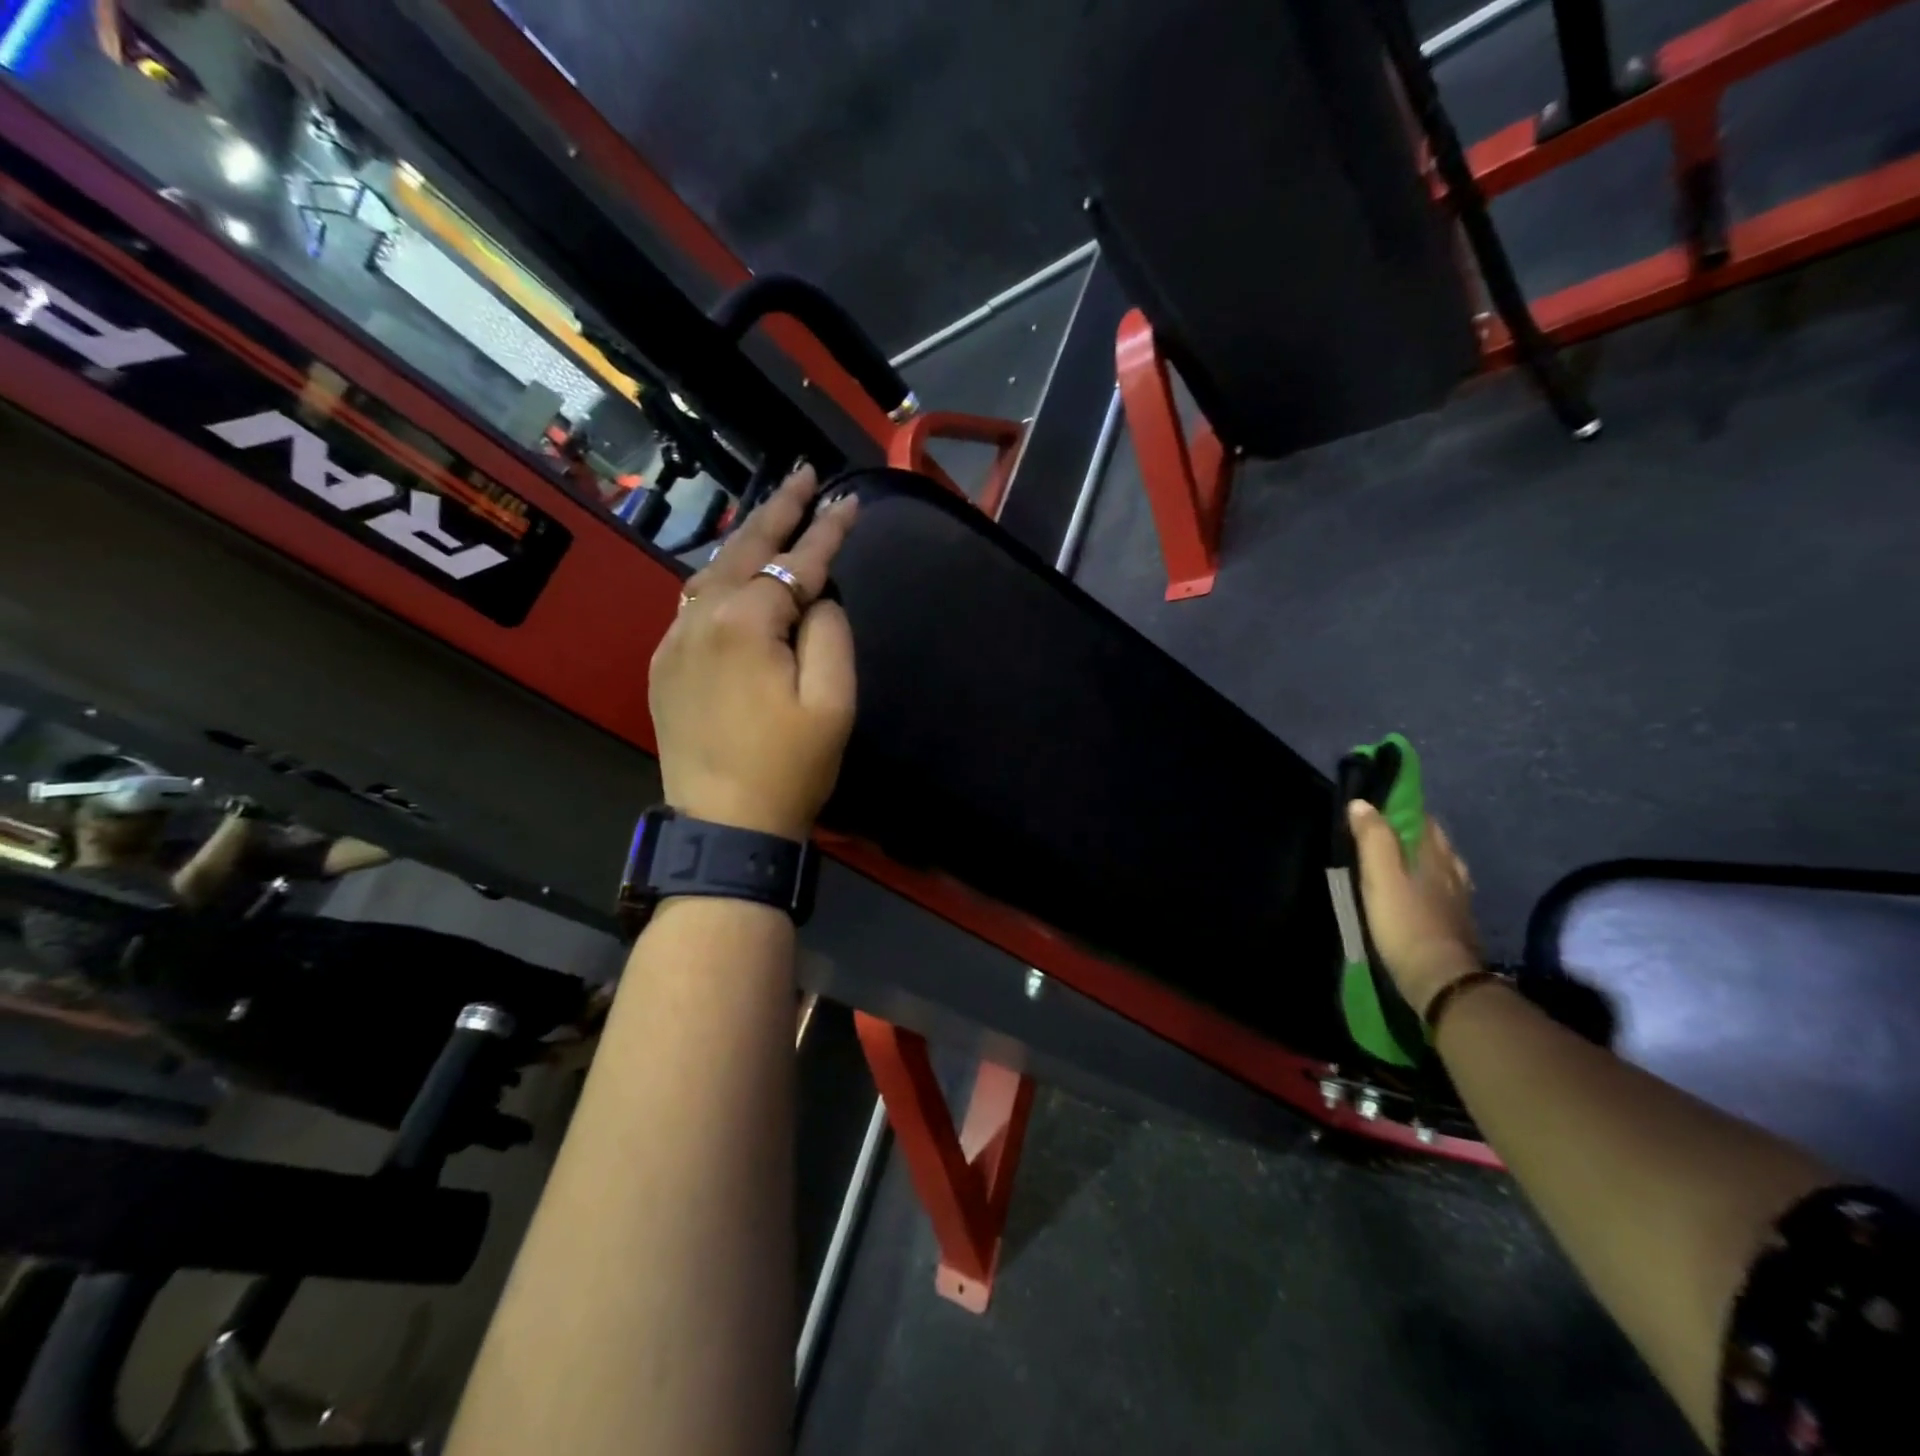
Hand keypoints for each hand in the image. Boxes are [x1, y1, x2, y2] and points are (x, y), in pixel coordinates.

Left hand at [649, 465, 858, 841]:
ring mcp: (674, 640)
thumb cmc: (789, 768)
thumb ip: (830, 634)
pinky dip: (721, 576)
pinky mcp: (664, 664)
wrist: (725, 826)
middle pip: (745, 549)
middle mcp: (700, 618)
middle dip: (780, 511)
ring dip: (747, 539)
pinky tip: (736, 572)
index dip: (828, 531)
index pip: (796, 563)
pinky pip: (693, 603)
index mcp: (744, 623)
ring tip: (776, 513)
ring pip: (712, 571)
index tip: (851, 501)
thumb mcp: (832, 703)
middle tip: (806, 475)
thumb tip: (817, 597)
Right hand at [1348, 802, 1482, 1016]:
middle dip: (1415, 833)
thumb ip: (1372, 839)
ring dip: (1426, 860)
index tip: (1378, 807)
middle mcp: (1453, 872)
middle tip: (1385, 834)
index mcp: (1435, 856)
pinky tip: (1423, 895)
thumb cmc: (1405, 922)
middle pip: (1436, 843)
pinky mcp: (1459, 925)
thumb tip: (1362, 803)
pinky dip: (1433, 886)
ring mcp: (1460, 900)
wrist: (1440, 980)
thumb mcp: (1380, 876)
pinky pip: (1446, 893)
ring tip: (1404, 862)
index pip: (1422, 820)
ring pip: (1445, 868)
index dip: (1402, 809)